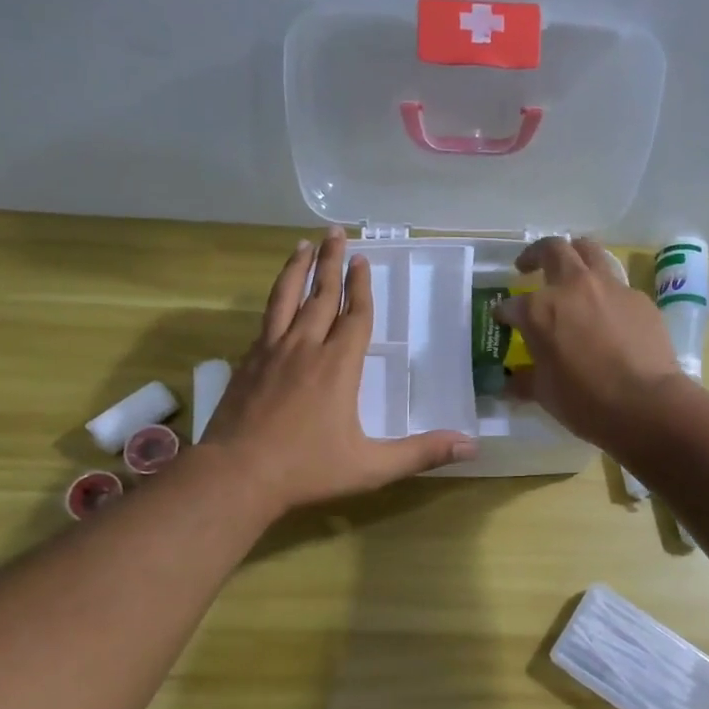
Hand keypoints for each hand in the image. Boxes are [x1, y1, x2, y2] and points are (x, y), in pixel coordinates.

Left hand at [200, 228, 477, 513]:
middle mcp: (305, 348)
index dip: (361, 287)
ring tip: (302, 245)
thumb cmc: (307, 470)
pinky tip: (277, 299)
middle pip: (321, 295)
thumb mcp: (371, 467)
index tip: (363, 259)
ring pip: (286, 299)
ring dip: (297, 269)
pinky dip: (275, 300)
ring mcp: (271, 352)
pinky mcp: (247, 363)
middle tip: (335, 233)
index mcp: (338, 366)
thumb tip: (471, 447)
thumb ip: (420, 453)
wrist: (236, 475)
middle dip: (330, 262)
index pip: (354, 316)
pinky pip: (266, 320)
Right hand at [494, 237, 686, 448]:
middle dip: (535, 255)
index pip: (512, 305)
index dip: (504, 313)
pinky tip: (606, 312)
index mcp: (539, 310)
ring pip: (589, 250)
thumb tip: (511, 383)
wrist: (645, 403)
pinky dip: (604, 292)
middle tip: (528, 267)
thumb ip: (526, 380)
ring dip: (574, 254)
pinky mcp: (638, 298)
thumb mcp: (545, 394)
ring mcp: (609, 287)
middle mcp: (572, 287)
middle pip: (551, 250)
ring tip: (570, 270)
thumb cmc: (585, 401)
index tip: (503, 320)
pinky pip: (617, 285)